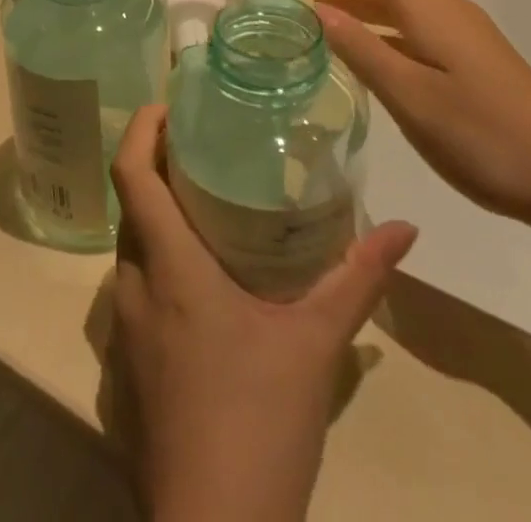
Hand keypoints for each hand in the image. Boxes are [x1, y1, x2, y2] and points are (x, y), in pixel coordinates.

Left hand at [110, 104, 417, 521]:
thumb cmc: (260, 425)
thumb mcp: (316, 345)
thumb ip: (357, 278)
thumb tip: (405, 227)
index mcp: (169, 268)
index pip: (131, 175)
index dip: (141, 130)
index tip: (168, 105)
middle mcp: (135, 288)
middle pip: (130, 206)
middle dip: (155, 169)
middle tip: (201, 149)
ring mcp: (125, 334)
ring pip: (131, 250)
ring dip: (156, 218)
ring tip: (205, 204)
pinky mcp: (127, 372)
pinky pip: (135, 292)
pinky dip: (157, 264)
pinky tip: (201, 283)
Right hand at [292, 0, 530, 235]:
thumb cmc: (486, 137)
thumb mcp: (412, 98)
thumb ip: (363, 51)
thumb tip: (318, 11)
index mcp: (429, 9)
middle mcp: (446, 9)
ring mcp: (463, 35)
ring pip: (399, 2)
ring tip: (320, 9)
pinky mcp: (473, 60)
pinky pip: (414, 27)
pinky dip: (380, 26)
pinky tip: (367, 49)